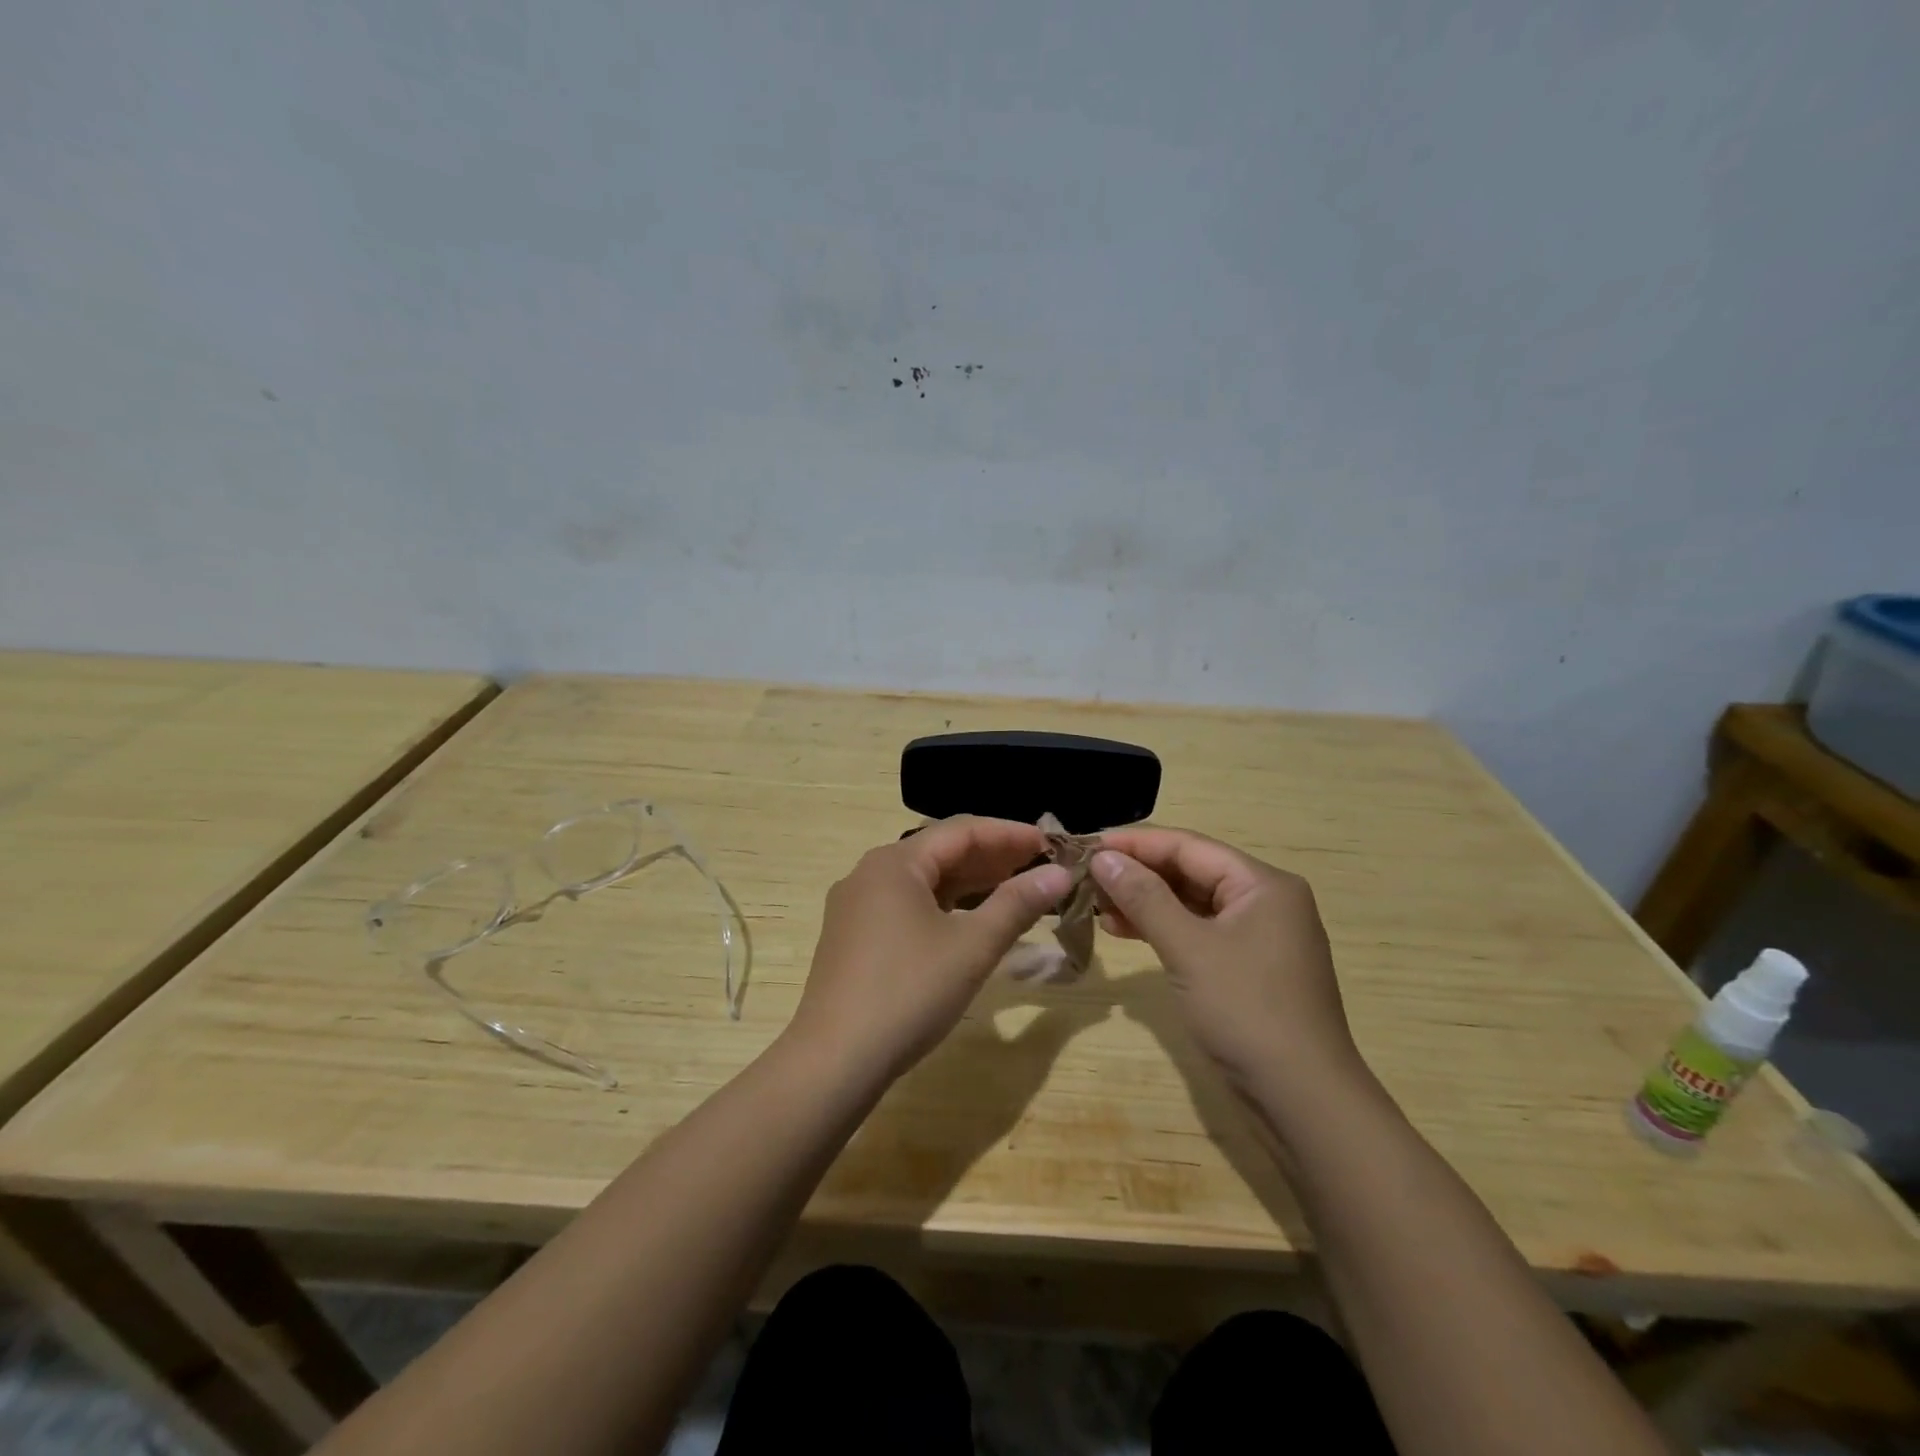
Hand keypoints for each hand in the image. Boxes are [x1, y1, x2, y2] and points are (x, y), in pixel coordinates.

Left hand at [789, 817, 1072, 1082]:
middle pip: (940, 852)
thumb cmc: (909, 992)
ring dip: (970, 884)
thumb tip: (1059, 873)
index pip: (961, 831)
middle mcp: (870, 873)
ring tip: (1015, 891)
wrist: (835, 1061)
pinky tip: (971, 923)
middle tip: (1039, 868)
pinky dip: (944, 908)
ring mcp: (856, 907)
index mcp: (894, 863)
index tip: (1051, 845)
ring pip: (924, 882)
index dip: (1009, 834)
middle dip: (992, 858)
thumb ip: (1017, 904)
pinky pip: (907, 906)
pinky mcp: (854, 938)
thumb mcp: (972, 946)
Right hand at [1091, 828, 1366, 1095]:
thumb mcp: (1189, 948)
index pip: (1189, 846)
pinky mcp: (1248, 966)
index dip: (1135, 843)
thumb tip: (1103, 856)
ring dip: (1145, 902)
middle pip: (1191, 871)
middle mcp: (1265, 900)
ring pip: (1192, 903)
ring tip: (1097, 906)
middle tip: (1086, 876)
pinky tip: (1125, 931)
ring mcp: (1258, 935)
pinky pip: (1198, 931)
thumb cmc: (1246, 1011)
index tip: (1087, 844)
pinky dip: (1163, 929)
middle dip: (1138, 873)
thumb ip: (1144, 898)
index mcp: (1262, 884)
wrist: (1303, 1099)